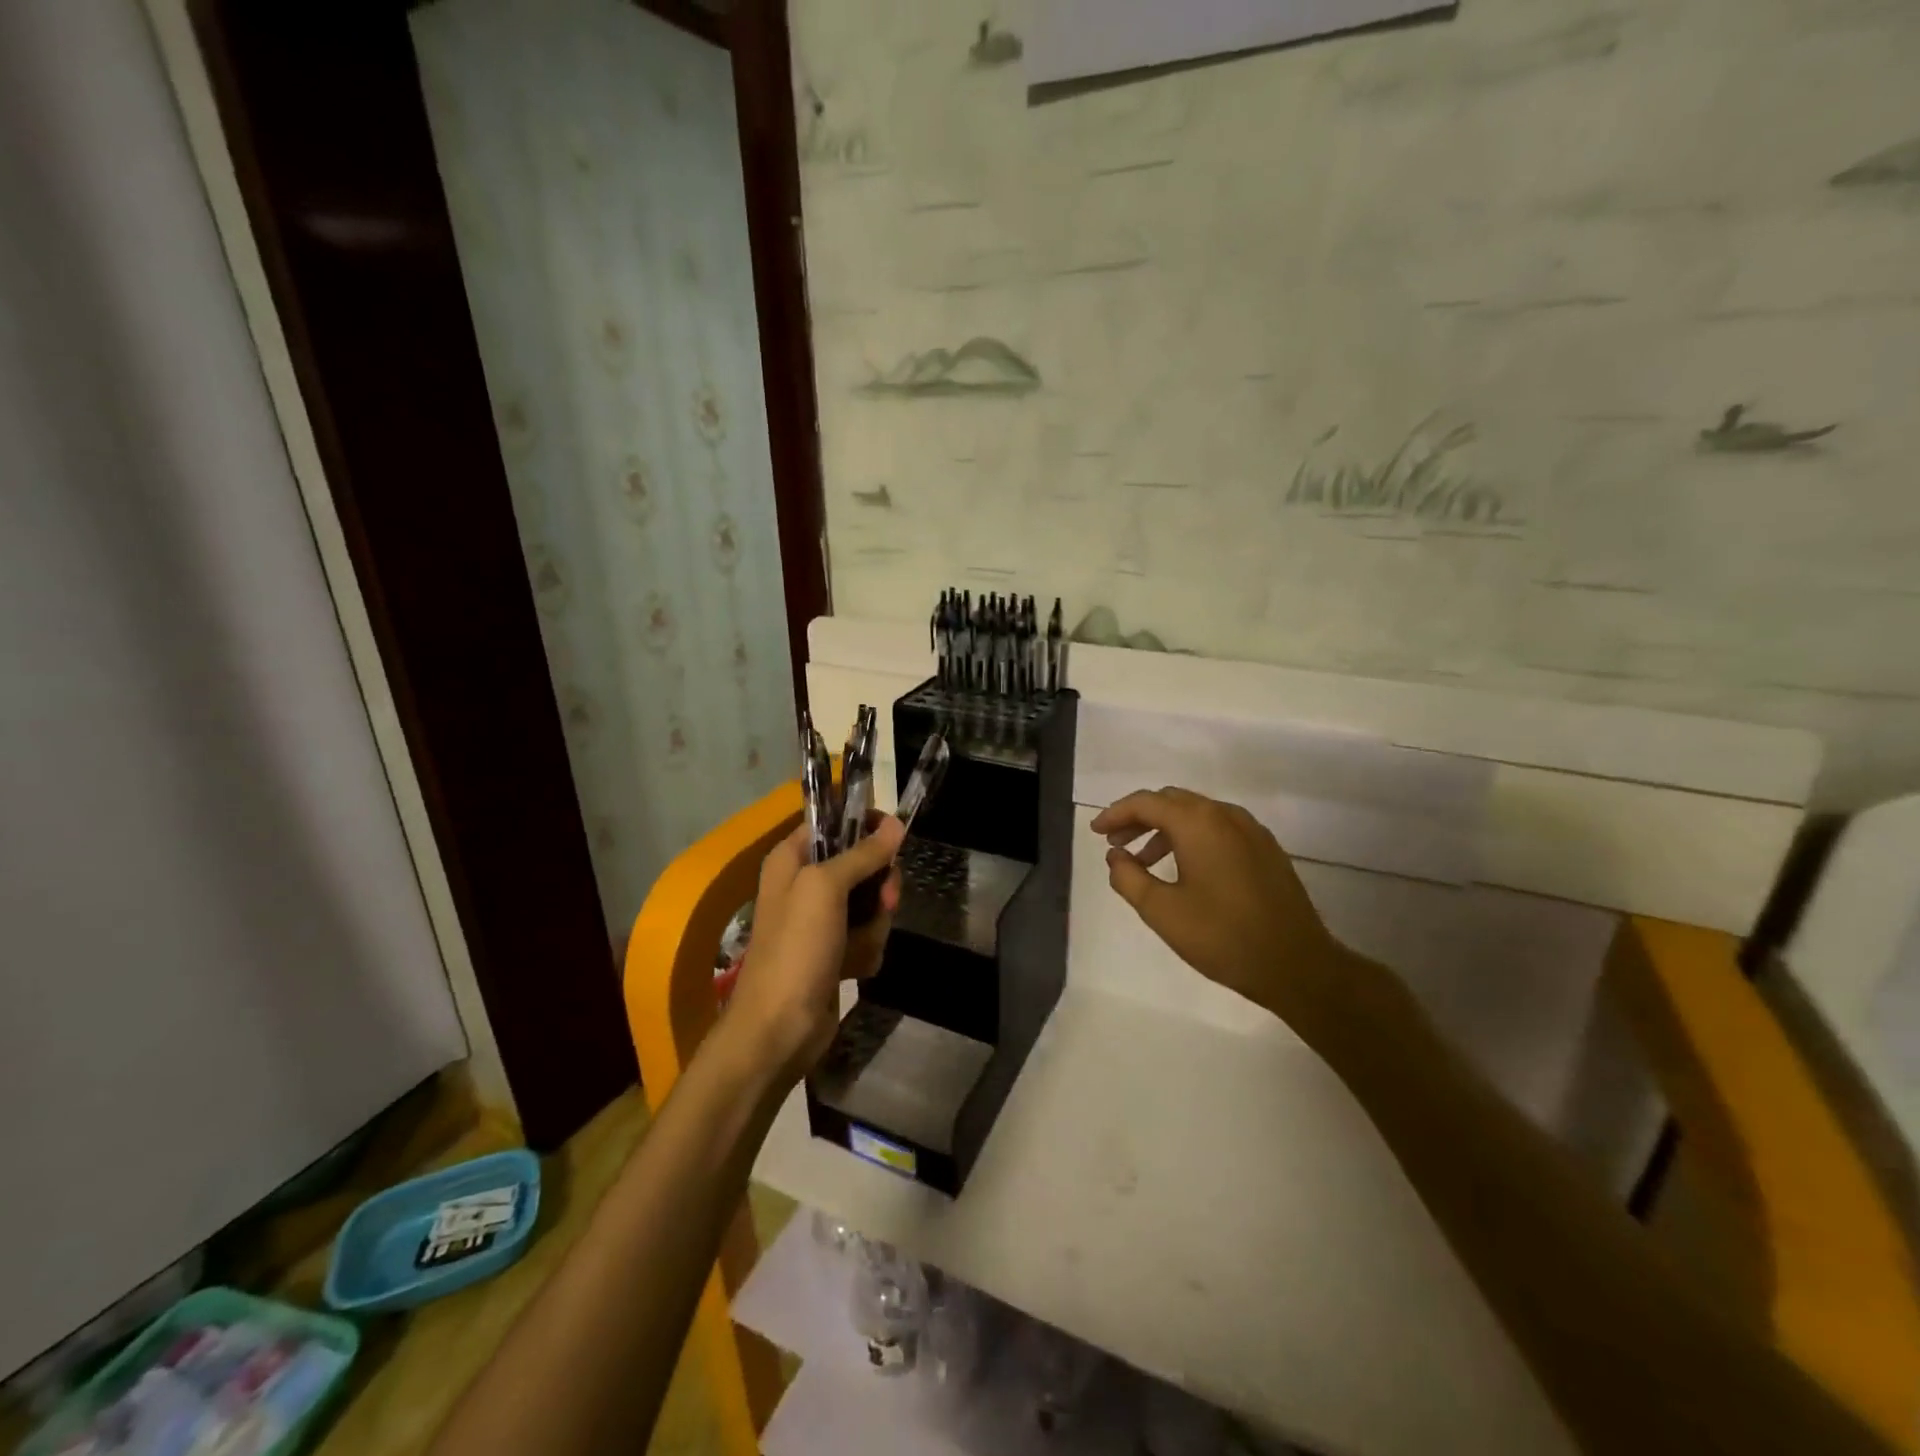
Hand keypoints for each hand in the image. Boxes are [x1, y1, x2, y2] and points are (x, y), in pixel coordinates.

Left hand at [727, 815, 905, 1083]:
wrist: (779, 1028)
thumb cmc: (796, 948)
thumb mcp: (826, 888)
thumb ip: (862, 854)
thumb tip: (896, 823)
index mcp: (792, 859)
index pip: (833, 821)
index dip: (865, 824)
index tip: (895, 835)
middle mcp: (805, 884)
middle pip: (861, 863)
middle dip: (879, 884)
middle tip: (886, 899)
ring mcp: (820, 921)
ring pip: (870, 902)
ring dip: (874, 924)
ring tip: (860, 946)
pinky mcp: (834, 952)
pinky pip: (867, 935)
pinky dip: (867, 950)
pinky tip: (855, 968)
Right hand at [1091, 788, 1357, 1037]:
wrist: (1297, 965)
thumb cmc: (1223, 936)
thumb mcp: (1162, 911)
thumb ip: (1129, 878)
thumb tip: (1116, 857)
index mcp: (1198, 823)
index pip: (1146, 803)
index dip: (1116, 814)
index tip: (1096, 833)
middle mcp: (1225, 815)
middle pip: (1172, 801)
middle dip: (1139, 818)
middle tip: (1116, 845)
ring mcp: (1251, 831)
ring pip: (1196, 814)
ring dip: (1164, 830)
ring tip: (1143, 861)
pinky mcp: (1266, 849)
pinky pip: (1219, 829)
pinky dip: (1192, 838)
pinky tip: (1183, 869)